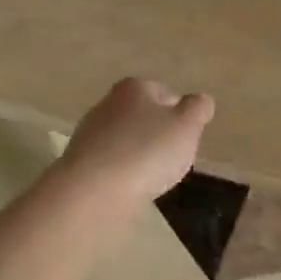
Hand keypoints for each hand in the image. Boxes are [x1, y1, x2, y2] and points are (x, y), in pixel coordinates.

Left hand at [54, 77, 215, 204]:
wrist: (92, 192)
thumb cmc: (146, 151)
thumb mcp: (186, 126)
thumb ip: (198, 108)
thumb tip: (201, 100)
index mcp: (135, 87)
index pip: (166, 93)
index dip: (180, 114)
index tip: (187, 137)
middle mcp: (108, 103)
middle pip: (143, 116)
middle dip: (158, 133)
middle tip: (173, 157)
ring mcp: (89, 133)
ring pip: (125, 139)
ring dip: (139, 154)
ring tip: (152, 177)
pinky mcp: (79, 163)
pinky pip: (111, 163)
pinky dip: (122, 172)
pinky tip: (130, 188)